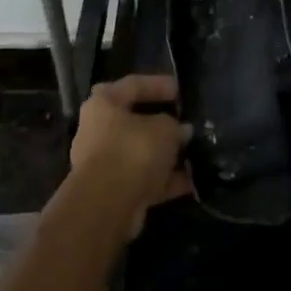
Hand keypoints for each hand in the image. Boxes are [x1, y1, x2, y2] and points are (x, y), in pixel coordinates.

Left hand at [69, 75, 192, 237]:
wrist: (107, 206)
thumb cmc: (133, 151)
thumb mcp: (164, 129)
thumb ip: (175, 126)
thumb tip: (182, 130)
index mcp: (104, 104)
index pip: (133, 84)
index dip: (158, 84)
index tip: (180, 91)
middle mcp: (98, 130)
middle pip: (134, 121)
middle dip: (162, 125)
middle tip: (185, 124)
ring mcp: (103, 163)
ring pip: (139, 153)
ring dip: (165, 155)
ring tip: (193, 154)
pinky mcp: (112, 191)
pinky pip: (142, 179)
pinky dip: (164, 180)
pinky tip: (190, 181)